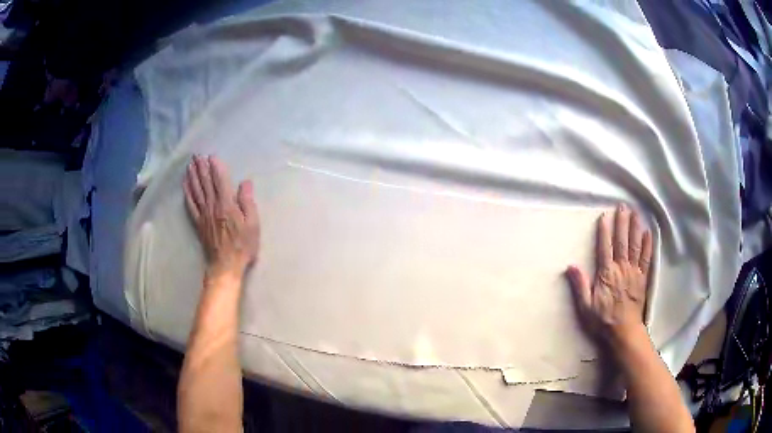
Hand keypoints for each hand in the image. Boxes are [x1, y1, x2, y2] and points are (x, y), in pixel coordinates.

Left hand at [183, 155, 259, 276]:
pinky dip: (187, 193)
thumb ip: (248, 202)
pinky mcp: (198, 222)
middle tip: (197, 155)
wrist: (225, 266)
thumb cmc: (243, 245)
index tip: (211, 156)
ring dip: (192, 176)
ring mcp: (203, 214)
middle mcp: (212, 206)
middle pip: (205, 182)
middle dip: (201, 167)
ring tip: (190, 164)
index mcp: (227, 204)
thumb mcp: (252, 224)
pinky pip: (191, 204)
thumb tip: (245, 182)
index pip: (219, 180)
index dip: (215, 167)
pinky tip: (185, 184)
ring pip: (196, 190)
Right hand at [565, 204, 652, 350]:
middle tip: (623, 206)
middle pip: (622, 241)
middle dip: (622, 222)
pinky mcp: (643, 278)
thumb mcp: (585, 306)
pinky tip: (648, 233)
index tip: (604, 216)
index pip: (605, 248)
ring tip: (636, 213)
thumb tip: (571, 266)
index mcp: (607, 273)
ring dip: (635, 228)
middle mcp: (621, 268)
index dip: (604, 231)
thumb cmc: (603, 319)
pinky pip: (646, 259)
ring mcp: (634, 272)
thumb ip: (580, 285)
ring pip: (635, 246)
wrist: (624, 331)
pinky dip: (648, 245)